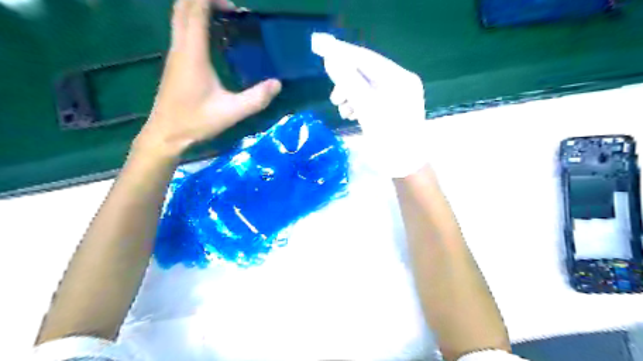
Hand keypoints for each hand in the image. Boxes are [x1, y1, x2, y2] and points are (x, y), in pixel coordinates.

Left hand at [133, 1, 281, 158]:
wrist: (166, 135)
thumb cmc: (196, 122)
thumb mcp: (231, 112)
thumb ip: (256, 98)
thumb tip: (277, 83)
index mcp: (192, 54)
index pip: (195, 10)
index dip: (212, 0)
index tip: (235, 8)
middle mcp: (180, 47)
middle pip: (183, 6)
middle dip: (205, 0)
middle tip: (231, 10)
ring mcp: (174, 54)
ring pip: (180, 17)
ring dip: (199, 10)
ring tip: (225, 19)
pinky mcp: (174, 63)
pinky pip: (182, 30)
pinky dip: (196, 23)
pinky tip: (214, 39)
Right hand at [311, 34, 424, 177]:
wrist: (406, 166)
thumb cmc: (389, 139)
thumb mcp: (367, 109)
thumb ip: (349, 83)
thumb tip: (331, 61)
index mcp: (400, 79)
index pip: (367, 58)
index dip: (343, 53)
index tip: (321, 47)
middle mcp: (400, 83)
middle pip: (366, 73)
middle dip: (346, 83)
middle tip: (334, 98)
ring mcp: (397, 96)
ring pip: (366, 87)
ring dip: (350, 96)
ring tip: (343, 111)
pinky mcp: (392, 108)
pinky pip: (370, 98)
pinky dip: (358, 104)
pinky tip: (351, 115)